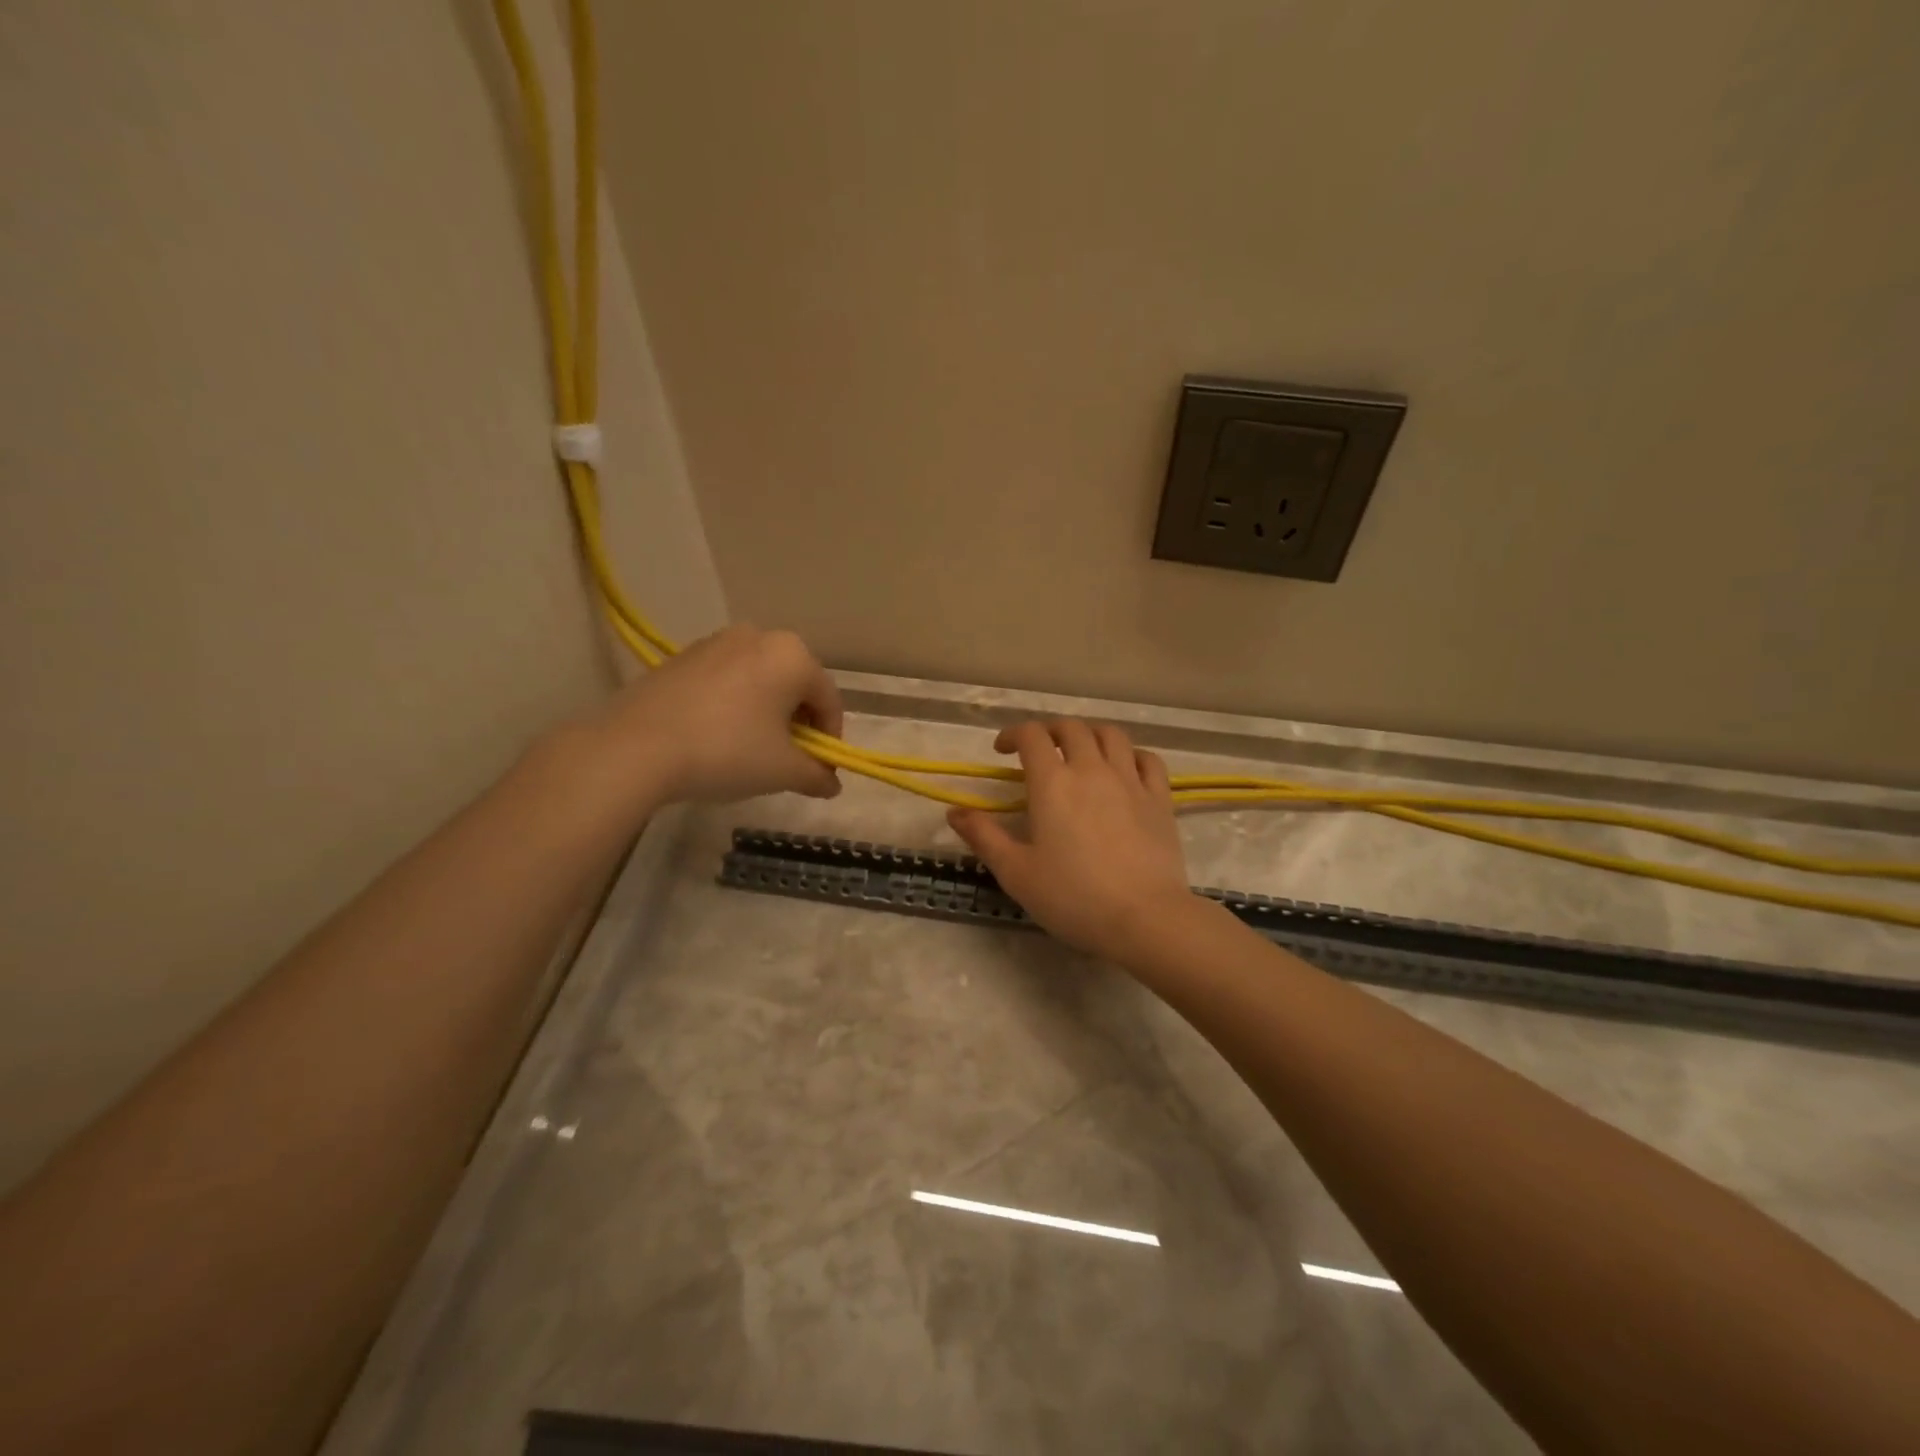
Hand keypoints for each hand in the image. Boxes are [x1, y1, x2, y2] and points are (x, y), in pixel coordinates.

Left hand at [576, 625, 843, 806]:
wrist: (635, 747)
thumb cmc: (727, 751)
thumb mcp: (782, 771)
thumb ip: (816, 775)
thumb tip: (831, 784)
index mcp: (793, 655)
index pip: (829, 701)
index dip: (830, 739)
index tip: (819, 769)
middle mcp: (759, 636)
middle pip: (794, 685)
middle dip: (797, 723)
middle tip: (786, 760)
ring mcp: (717, 642)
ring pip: (760, 681)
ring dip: (765, 713)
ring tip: (749, 750)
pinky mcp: (683, 656)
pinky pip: (726, 680)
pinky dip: (733, 705)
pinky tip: (716, 736)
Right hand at [947, 720, 1191, 961]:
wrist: (1144, 918)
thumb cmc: (1073, 897)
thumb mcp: (1016, 872)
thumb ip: (984, 837)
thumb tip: (954, 812)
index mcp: (1052, 783)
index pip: (1032, 736)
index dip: (1014, 734)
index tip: (1003, 751)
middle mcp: (1091, 769)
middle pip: (1071, 728)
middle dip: (1050, 731)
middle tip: (1039, 750)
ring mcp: (1130, 781)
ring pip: (1111, 735)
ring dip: (1090, 734)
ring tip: (1080, 751)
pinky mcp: (1160, 799)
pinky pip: (1148, 759)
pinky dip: (1132, 754)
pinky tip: (1124, 769)